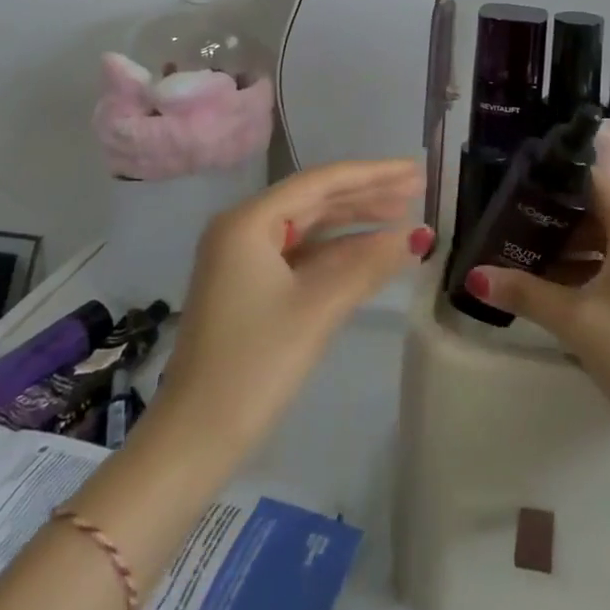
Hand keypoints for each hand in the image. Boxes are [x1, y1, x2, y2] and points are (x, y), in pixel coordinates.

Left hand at [161, 158, 430, 451]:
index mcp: (249, 221)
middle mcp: (243, 228)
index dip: (372, 174)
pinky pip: (301, 255)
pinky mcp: (249, 286)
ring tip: (404, 213)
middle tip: (417, 188)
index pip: (321, 183)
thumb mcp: (317, 310)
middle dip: (367, 194)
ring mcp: (244, 258)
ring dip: (355, 222)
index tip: (414, 169)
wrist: (193, 439)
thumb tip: (416, 236)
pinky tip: (371, 251)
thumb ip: (367, 266)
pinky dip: (337, 252)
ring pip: (310, 227)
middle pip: (316, 199)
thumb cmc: (254, 366)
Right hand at [463, 173, 609, 451]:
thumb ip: (525, 293)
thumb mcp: (577, 322)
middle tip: (510, 230)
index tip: (512, 190)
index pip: (587, 180)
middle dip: (554, 221)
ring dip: (573, 250)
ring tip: (527, 260)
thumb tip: (474, 276)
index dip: (549, 182)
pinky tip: (565, 293)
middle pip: (596, 210)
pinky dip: (595, 269)